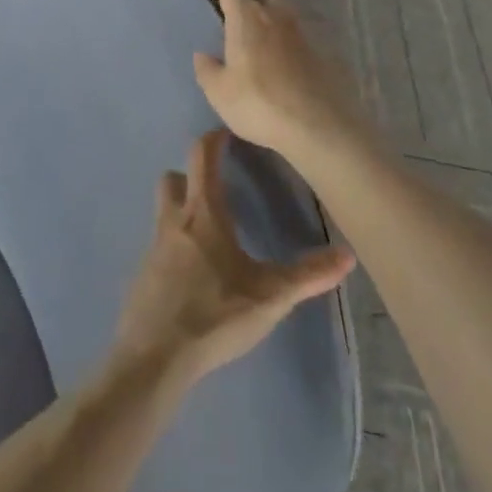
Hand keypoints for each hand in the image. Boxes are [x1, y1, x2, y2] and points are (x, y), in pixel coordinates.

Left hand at [113, 130, 354, 386]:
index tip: (228, 134)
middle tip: (218, 188)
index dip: (214, 139)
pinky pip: (159, 246)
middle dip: (192, 175)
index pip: (202, 156)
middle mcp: (173, 219)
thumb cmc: (215, 314)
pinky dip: (174, 248)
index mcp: (202, 212)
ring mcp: (153, 247)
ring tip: (210, 234)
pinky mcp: (143, 275)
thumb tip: (348, 254)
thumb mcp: (270, 296)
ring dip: (181, 210)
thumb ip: (308, 275)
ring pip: (164, 211)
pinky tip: (193, 276)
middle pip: (174, 178)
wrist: (155, 357)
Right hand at [194, 0, 367, 163]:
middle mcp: (274, 18)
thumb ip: (207, 70)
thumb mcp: (219, 92)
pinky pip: (301, 37)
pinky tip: (285, 60)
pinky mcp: (320, 54)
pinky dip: (290, 42)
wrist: (315, 126)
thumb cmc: (258, 103)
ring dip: (275, 16)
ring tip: (264, 35)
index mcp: (246, 20)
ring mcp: (301, 34)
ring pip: (286, 12)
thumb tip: (202, 54)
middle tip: (243, 13)